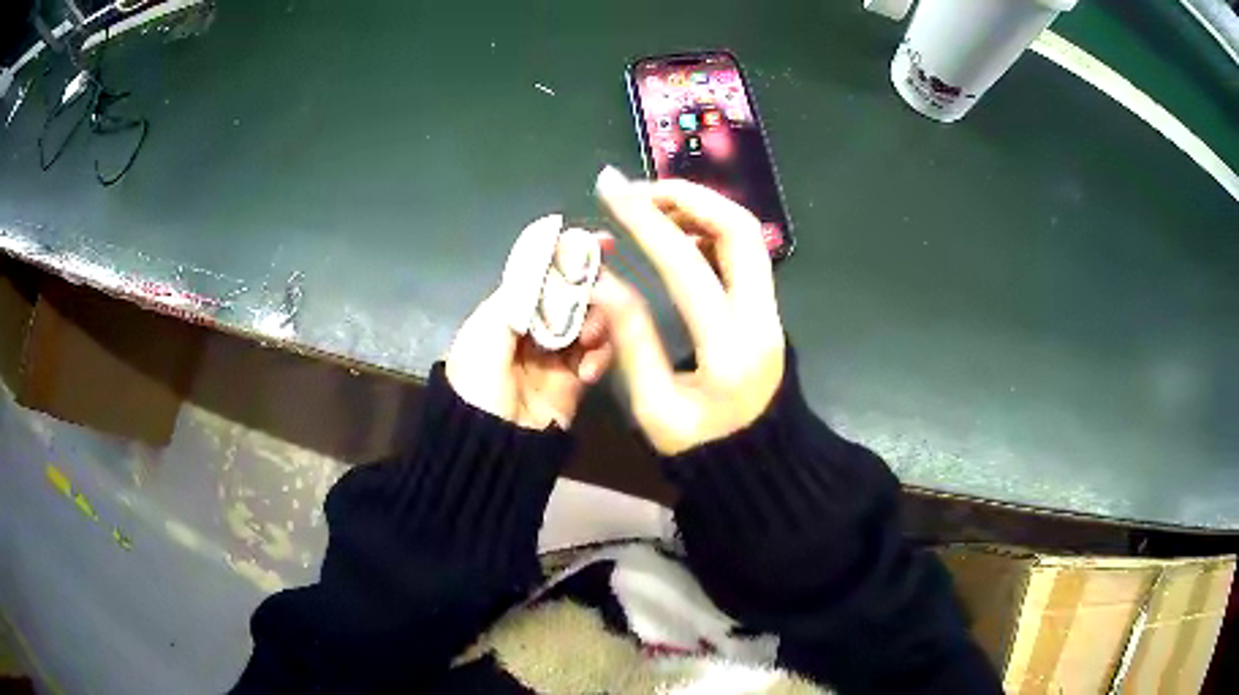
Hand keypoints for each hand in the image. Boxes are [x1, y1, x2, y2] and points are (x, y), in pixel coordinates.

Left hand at [446, 264, 613, 430]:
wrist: (491, 445)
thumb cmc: (479, 385)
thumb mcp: (486, 333)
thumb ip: (519, 295)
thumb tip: (548, 261)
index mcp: (506, 311)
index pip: (541, 274)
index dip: (568, 257)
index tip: (599, 243)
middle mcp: (533, 327)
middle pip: (571, 295)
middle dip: (590, 290)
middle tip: (607, 291)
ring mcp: (555, 353)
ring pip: (589, 322)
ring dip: (596, 324)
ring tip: (589, 340)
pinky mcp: (574, 379)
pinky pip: (596, 355)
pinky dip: (599, 356)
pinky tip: (589, 371)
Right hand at [592, 167, 784, 455]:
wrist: (761, 465)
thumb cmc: (702, 448)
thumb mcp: (653, 406)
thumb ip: (630, 338)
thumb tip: (601, 279)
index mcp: (729, 349)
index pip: (686, 265)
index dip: (644, 220)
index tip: (610, 189)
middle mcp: (761, 318)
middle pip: (739, 229)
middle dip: (687, 196)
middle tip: (638, 191)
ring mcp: (771, 310)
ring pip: (746, 235)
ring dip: (701, 208)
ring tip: (652, 206)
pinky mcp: (768, 309)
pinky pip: (744, 252)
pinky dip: (711, 229)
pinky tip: (678, 233)